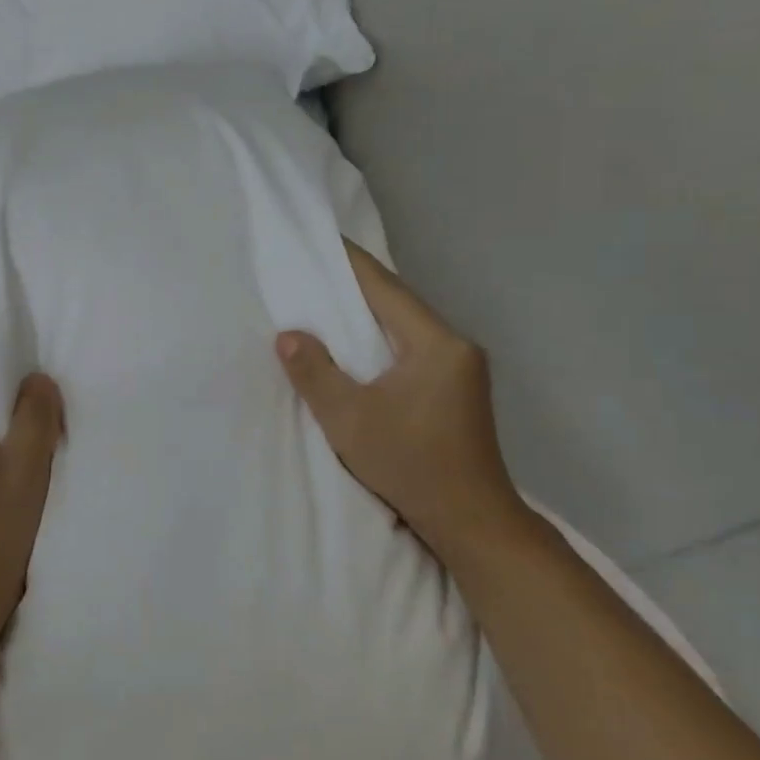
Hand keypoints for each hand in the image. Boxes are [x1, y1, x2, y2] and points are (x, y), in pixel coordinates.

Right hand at [277, 239, 522, 556]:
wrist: (471, 521)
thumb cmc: (410, 465)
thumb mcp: (349, 419)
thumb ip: (315, 373)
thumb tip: (288, 335)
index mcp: (436, 344)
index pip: (387, 289)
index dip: (351, 263)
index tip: (322, 238)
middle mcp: (455, 346)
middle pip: (399, 303)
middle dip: (357, 285)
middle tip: (315, 268)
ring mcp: (461, 368)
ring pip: (406, 326)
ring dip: (369, 313)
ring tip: (328, 300)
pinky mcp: (456, 389)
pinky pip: (412, 347)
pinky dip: (382, 338)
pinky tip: (358, 344)